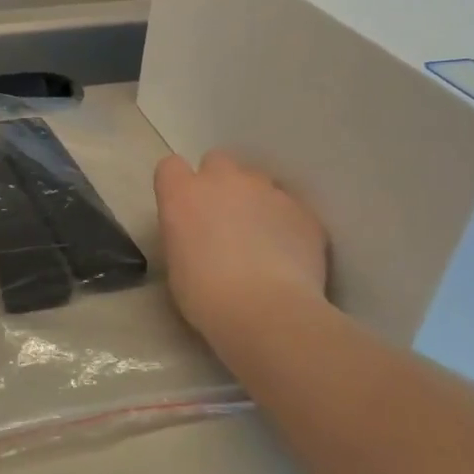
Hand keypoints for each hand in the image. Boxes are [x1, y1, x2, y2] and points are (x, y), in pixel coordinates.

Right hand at [154, 151, 327, 340]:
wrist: (266, 311)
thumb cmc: (205, 295)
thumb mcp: (176, 262)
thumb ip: (184, 232)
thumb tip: (199, 232)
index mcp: (183, 194)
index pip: (170, 166)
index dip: (177, 185)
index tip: (183, 209)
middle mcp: (224, 180)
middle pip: (217, 162)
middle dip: (219, 184)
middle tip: (223, 220)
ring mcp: (268, 191)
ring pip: (258, 182)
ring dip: (254, 201)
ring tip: (260, 240)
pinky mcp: (303, 210)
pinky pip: (290, 208)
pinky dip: (286, 224)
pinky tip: (287, 255)